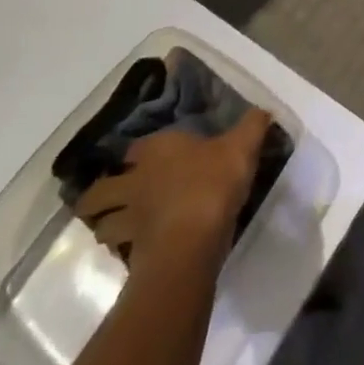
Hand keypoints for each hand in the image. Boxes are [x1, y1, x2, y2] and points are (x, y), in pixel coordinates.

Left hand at [72, 110, 271, 267]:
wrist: (192, 241)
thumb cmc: (213, 183)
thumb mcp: (242, 147)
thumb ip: (252, 126)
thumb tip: (264, 110)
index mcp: (157, 150)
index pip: (134, 148)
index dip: (135, 154)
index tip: (138, 159)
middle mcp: (135, 181)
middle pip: (101, 190)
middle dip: (99, 194)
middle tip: (109, 199)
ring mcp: (129, 220)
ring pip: (102, 224)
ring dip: (105, 226)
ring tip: (115, 231)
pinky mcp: (131, 255)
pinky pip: (119, 252)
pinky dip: (122, 253)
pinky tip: (135, 255)